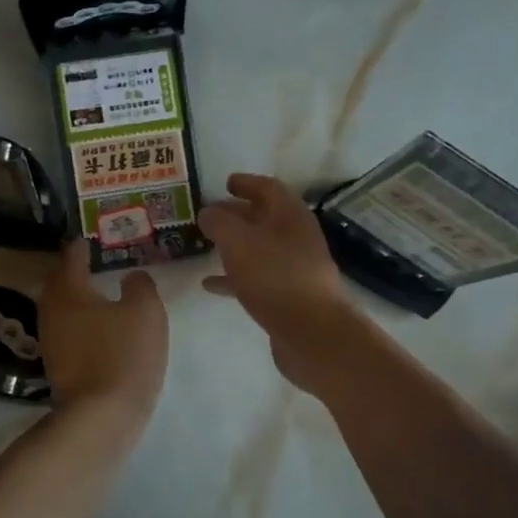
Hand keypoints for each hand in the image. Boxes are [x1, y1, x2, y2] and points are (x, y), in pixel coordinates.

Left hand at [38, 239, 167, 419]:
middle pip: (58, 283)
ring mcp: (50, 341)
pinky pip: (66, 332)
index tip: (89, 239)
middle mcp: (51, 311)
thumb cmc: (124, 354)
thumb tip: (132, 276)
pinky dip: (79, 323)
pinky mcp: (57, 366)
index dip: (81, 246)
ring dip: (74, 299)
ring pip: (60, 309)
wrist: (102, 415)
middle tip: (90, 263)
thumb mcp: (145, 312)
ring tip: (96, 293)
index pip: (70, 258)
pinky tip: (96, 328)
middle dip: (72, 271)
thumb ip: (140, 286)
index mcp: (69, 291)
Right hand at [198, 174, 362, 391]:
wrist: (312, 334)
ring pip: (259, 248)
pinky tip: (210, 284)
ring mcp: (294, 269)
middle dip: (237, 214)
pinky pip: (256, 278)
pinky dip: (234, 276)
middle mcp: (296, 238)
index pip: (269, 188)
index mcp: (291, 216)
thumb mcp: (239, 242)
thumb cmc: (275, 278)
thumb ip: (219, 222)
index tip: (225, 183)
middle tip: (209, 214)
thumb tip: (208, 212)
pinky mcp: (287, 297)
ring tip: (205, 246)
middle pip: (265, 218)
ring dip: (234, 245)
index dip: (246, 183)